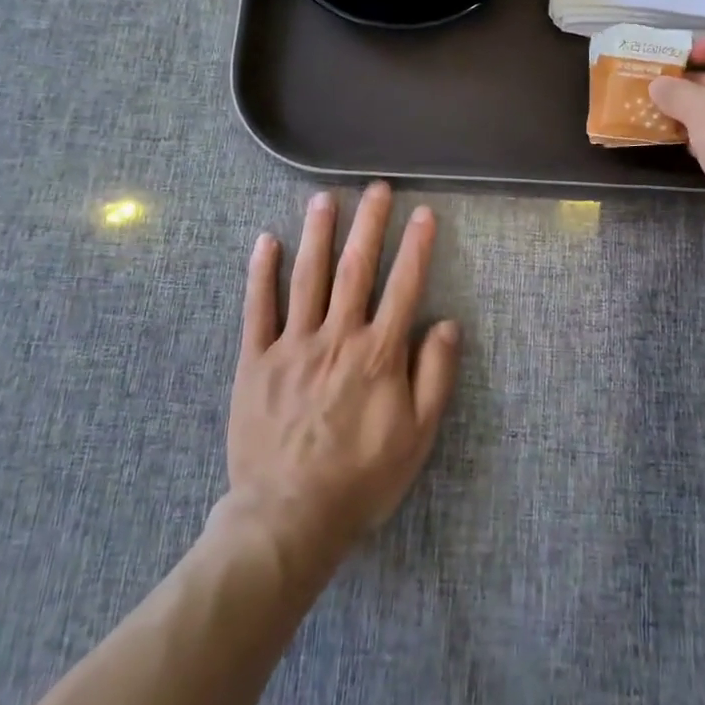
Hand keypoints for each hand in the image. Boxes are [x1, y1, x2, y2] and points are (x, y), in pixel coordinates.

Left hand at [222, 182, 460, 570]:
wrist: (289, 516)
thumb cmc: (362, 478)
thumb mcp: (417, 436)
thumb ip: (435, 376)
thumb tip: (448, 324)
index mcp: (378, 354)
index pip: (403, 287)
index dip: (415, 247)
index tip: (423, 212)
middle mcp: (337, 337)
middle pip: (355, 269)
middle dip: (368, 224)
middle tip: (376, 188)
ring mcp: (292, 345)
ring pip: (307, 278)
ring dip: (317, 234)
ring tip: (325, 198)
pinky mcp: (255, 361)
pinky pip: (258, 309)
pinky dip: (261, 273)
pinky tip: (266, 241)